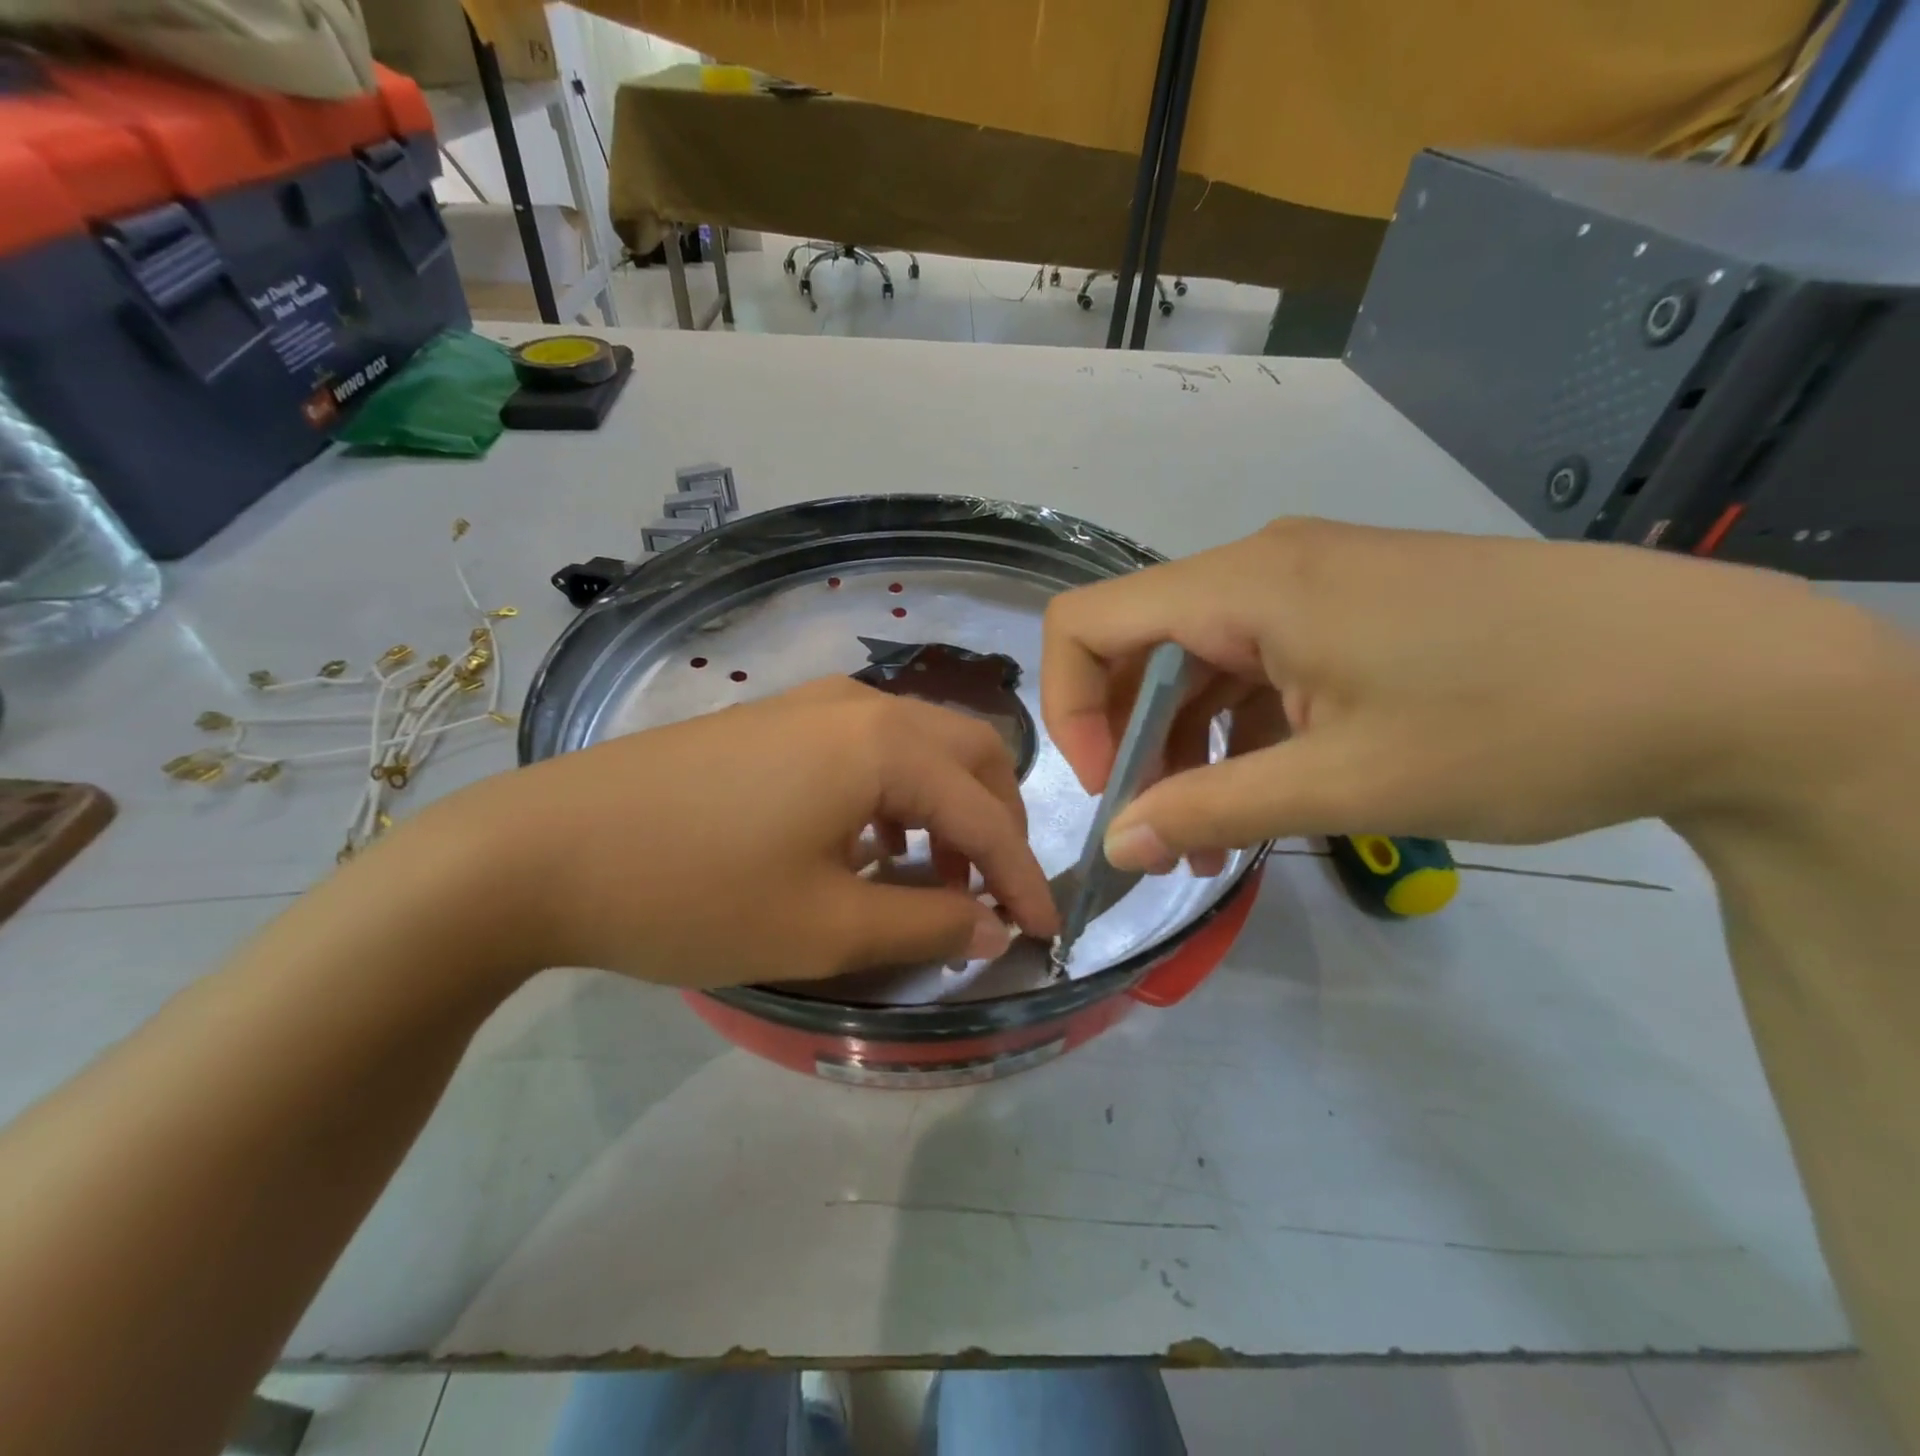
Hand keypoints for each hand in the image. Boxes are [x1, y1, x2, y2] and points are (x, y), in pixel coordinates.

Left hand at [422, 678, 1057, 988]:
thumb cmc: (692, 890)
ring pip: (918, 746)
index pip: (985, 813)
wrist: (539, 849)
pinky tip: (868, 846)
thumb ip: (927, 925)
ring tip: (932, 878)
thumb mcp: (823, 927)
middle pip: (968, 753)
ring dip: (946, 807)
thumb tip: (993, 927)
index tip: (1046, 933)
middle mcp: (859, 705)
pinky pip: (868, 748)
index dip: (1023, 878)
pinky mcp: (773, 721)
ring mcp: (810, 704)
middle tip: (992, 892)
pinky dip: (896, 795)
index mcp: (883, 745)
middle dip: (996, 823)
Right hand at [1042, 518, 1907, 867]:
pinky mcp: (1352, 610)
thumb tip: (1116, 846)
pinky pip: (1257, 666)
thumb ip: (1211, 811)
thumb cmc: (1519, 723)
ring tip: (1211, 840)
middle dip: (1130, 741)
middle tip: (1159, 832)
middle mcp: (1264, 568)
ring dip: (1187, 748)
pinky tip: (1266, 793)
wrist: (1722, 680)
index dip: (1071, 710)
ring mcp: (1312, 585)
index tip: (1109, 790)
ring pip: (1199, 663)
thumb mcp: (1345, 785)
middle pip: (1139, 645)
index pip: (1087, 622)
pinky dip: (1240, 731)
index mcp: (1247, 585)